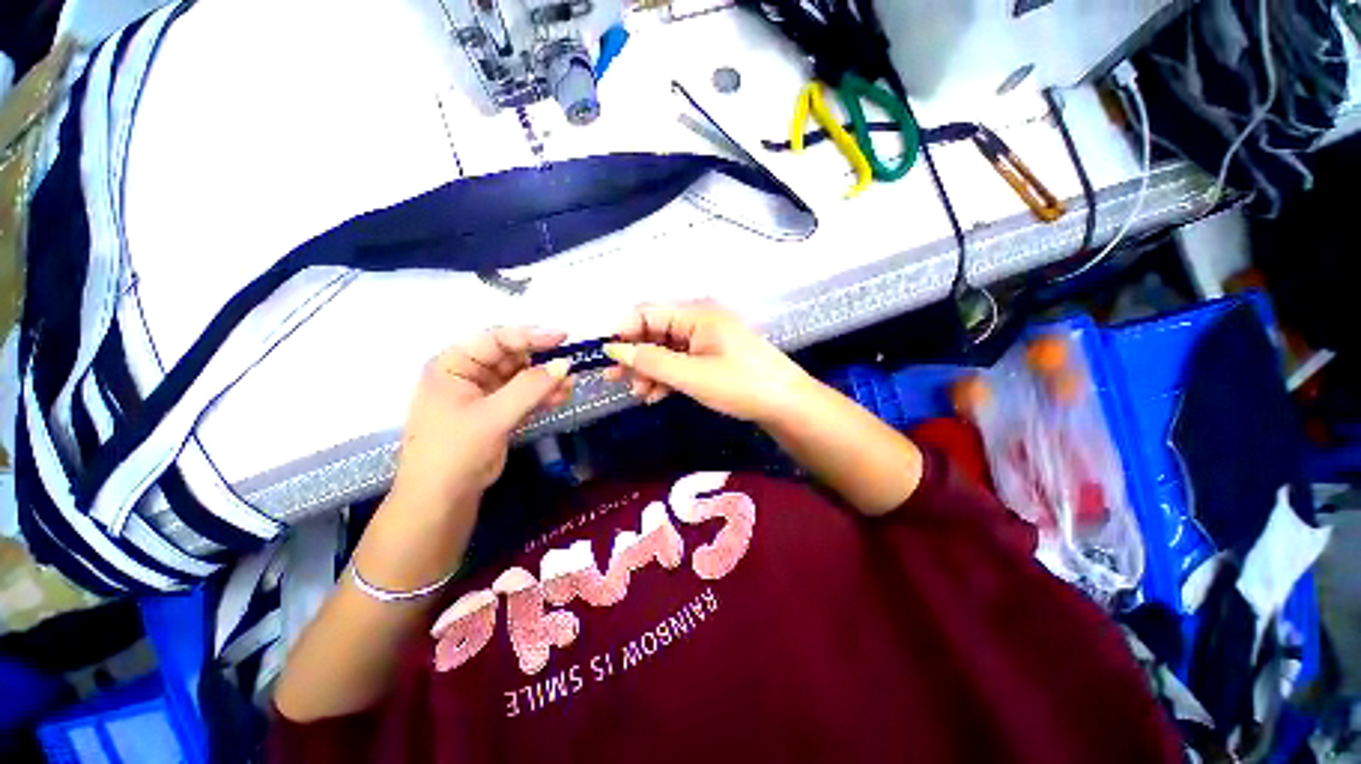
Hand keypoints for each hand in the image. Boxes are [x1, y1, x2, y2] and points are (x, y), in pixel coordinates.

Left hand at [391, 327, 572, 511]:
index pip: (495, 340)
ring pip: (521, 377)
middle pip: (511, 357)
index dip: (530, 335)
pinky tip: (563, 396)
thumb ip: (530, 388)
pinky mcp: (498, 412)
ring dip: (546, 380)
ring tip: (571, 384)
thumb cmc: (455, 451)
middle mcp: (469, 374)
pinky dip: (543, 395)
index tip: (562, 337)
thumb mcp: (493, 416)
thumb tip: (565, 364)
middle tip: (571, 364)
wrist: (442, 498)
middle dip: (541, 361)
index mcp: (454, 365)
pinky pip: (525, 396)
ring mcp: (485, 394)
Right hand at [603, 301, 814, 422]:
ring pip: (667, 350)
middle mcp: (700, 321)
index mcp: (696, 314)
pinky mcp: (713, 357)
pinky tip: (656, 396)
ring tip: (638, 394)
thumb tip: (614, 350)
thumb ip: (651, 361)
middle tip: (613, 380)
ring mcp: (707, 340)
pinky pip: (682, 361)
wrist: (786, 404)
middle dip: (634, 355)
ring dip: (650, 370)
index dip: (622, 331)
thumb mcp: (691, 375)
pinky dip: (668, 377)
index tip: (604, 356)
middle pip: (656, 331)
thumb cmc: (740, 385)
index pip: (648, 312)